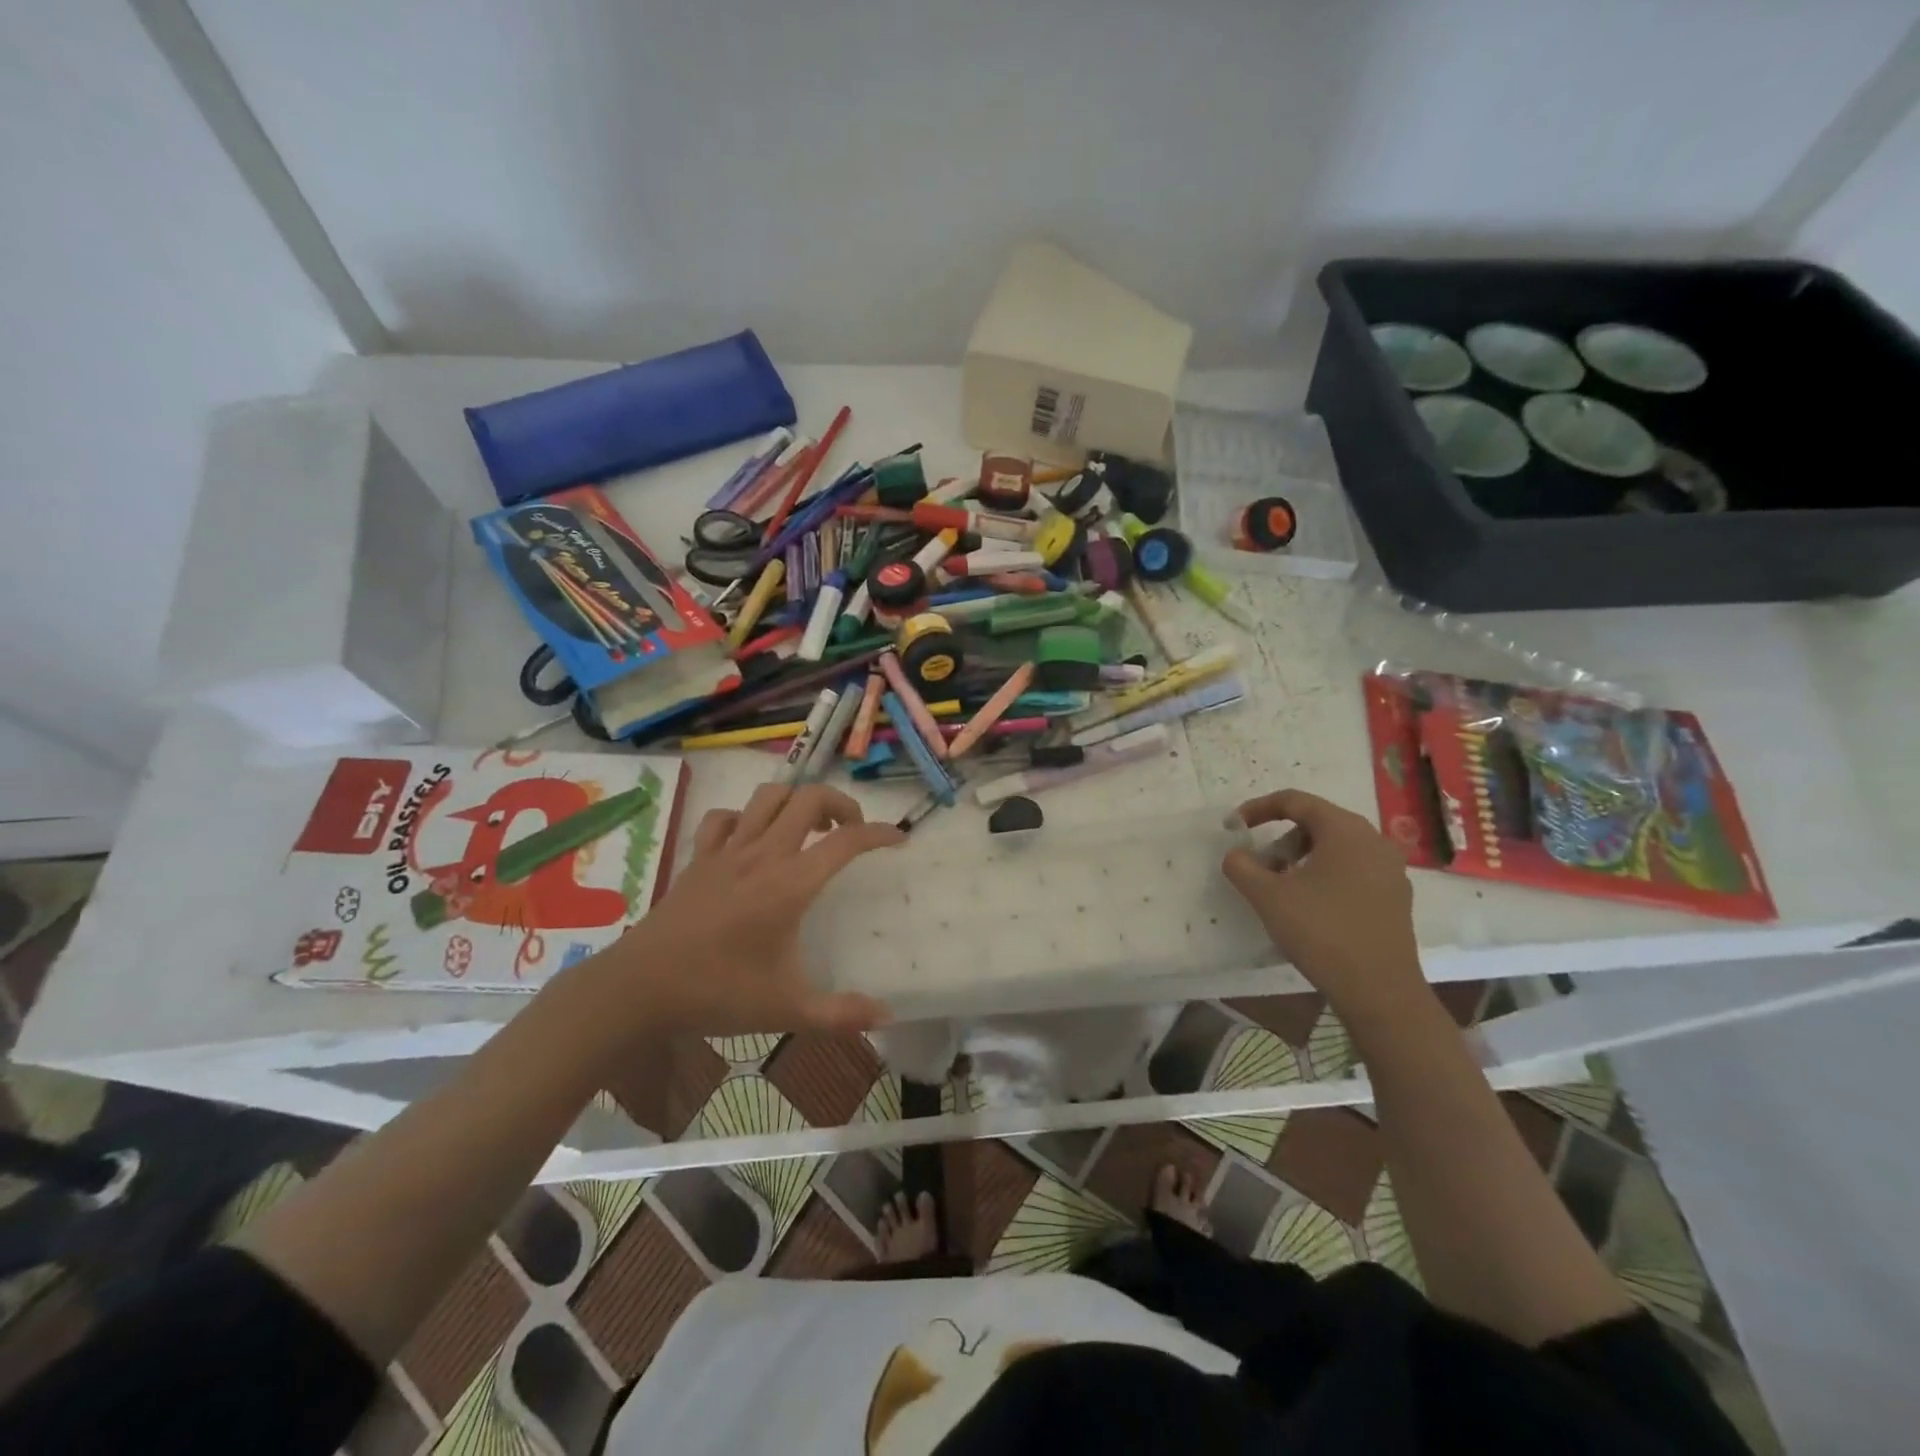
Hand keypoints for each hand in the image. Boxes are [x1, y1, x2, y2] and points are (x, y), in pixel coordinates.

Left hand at [597, 783, 903, 1035]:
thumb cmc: (717, 993)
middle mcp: (763, 855)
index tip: (898, 839)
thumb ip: (841, 1015)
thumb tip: (887, 1016)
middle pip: (808, 798)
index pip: (845, 841)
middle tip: (851, 831)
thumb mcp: (786, 1010)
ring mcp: (727, 851)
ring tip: (809, 827)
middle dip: (840, 804)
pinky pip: (726, 818)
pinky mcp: (699, 858)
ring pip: (768, 796)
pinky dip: (746, 818)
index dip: (878, 833)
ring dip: (796, 801)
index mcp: (790, 885)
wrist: (639, 987)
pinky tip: (752, 839)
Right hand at [1221, 789, 1425, 1022]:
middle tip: (1259, 862)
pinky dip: (1325, 873)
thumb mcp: (1268, 896)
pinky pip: (1353, 869)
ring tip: (1281, 886)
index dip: (1259, 808)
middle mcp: (1373, 840)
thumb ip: (1242, 866)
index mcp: (1345, 830)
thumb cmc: (1322, 932)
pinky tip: (1311, 905)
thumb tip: (1235, 854)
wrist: (1380, 991)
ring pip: (1337, 846)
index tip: (1234, 826)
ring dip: (1302, 856)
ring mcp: (1390, 869)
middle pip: (1318, 821)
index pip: (1295, 801)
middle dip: (1281, 836)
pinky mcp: (1396, 896)